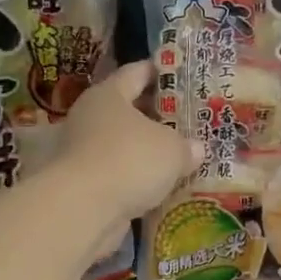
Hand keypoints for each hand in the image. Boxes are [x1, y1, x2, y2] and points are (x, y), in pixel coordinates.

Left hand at [59, 61, 202, 240]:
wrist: (83, 208)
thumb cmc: (130, 160)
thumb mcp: (172, 149)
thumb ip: (187, 146)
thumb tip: (196, 149)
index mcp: (109, 95)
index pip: (136, 73)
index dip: (159, 71)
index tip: (179, 74)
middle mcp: (91, 118)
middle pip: (128, 110)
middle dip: (156, 116)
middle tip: (187, 120)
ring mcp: (84, 152)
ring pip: (124, 144)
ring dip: (147, 151)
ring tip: (180, 156)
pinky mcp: (85, 184)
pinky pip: (119, 174)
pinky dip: (138, 178)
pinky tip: (162, 185)